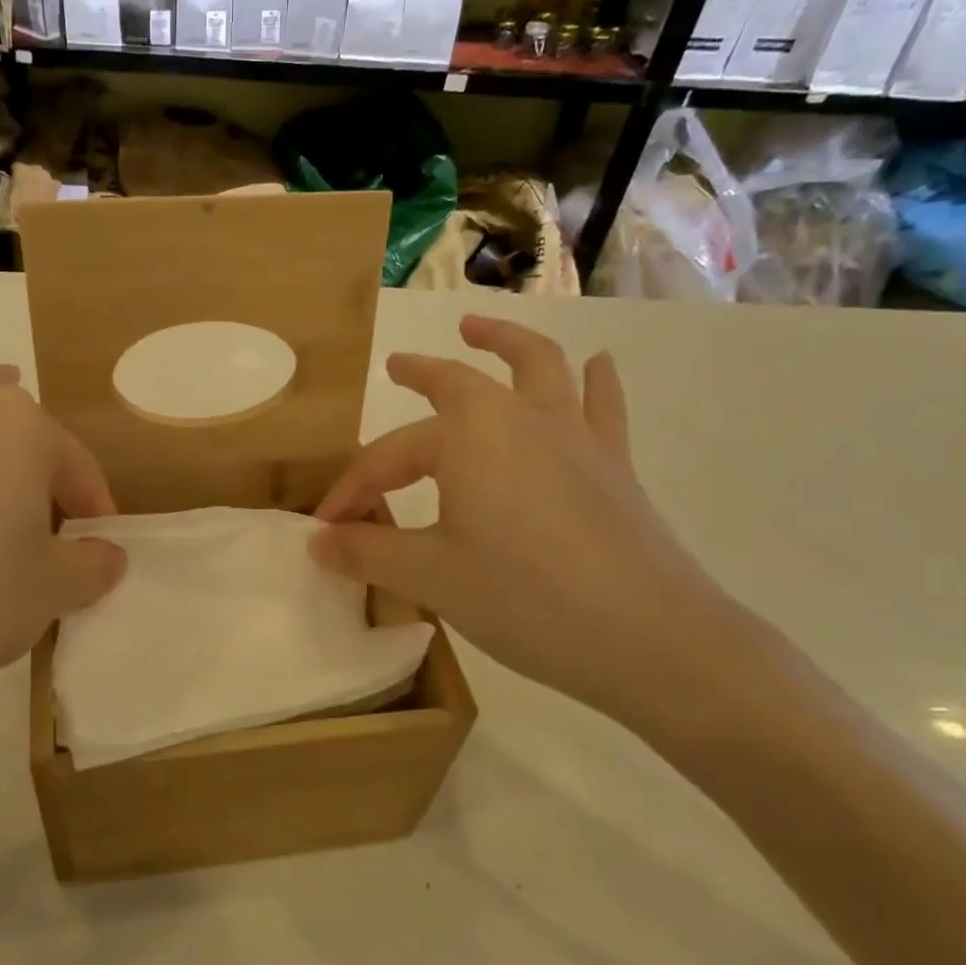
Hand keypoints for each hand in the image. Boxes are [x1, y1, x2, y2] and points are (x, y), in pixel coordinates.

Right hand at [311, 316, 742, 730]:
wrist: (648, 636)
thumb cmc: (523, 597)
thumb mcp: (430, 576)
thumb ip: (368, 552)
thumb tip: (317, 542)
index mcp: (466, 436)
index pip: (388, 456)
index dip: (353, 489)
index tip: (326, 527)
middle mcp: (519, 418)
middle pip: (458, 384)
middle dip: (422, 374)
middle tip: (398, 366)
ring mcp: (574, 436)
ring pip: (538, 367)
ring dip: (504, 343)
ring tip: (479, 328)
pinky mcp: (613, 465)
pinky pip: (601, 407)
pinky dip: (594, 382)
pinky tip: (596, 365)